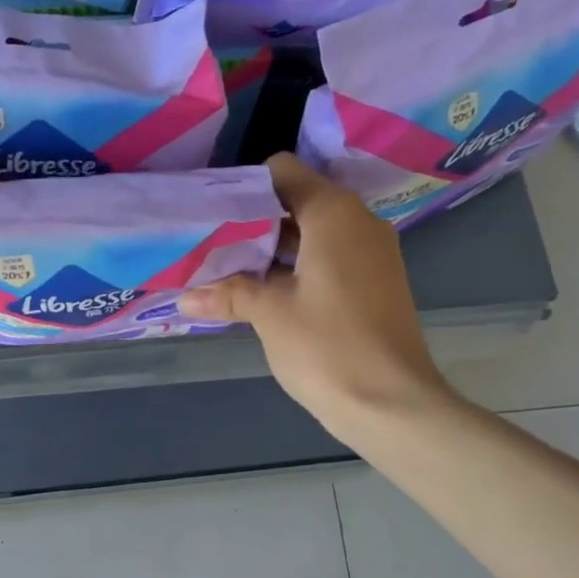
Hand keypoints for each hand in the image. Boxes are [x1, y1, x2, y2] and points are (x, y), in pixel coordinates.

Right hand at [178, 155, 456, 439]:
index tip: (211, 208)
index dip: (244, 186)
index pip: (282, 171)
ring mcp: (370, 253)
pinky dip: (295, 266)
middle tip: (210, 238)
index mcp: (333, 212)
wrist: (393, 406)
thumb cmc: (327, 346)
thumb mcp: (269, 314)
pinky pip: (328, 256)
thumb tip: (184, 298)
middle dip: (252, 220)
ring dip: (271, 247)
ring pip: (311, 232)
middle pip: (295, 201)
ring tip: (227, 265)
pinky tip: (262, 290)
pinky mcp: (373, 282)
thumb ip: (227, 293)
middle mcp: (357, 221)